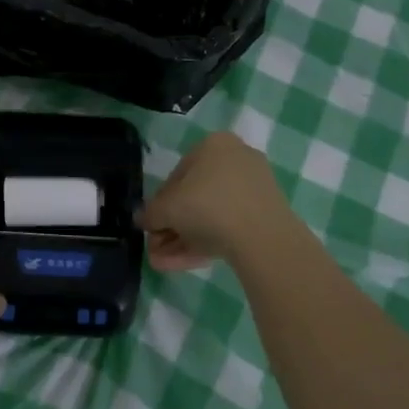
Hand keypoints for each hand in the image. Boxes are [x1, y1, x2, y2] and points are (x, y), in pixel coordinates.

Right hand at [139, 132, 289, 269]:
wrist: (262, 236)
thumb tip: (142, 219)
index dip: (160, 203)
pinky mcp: (266, 214)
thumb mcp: (166, 209)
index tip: (152, 225)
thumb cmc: (207, 206)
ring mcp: (254, 188)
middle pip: (195, 197)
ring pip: (211, 215)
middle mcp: (236, 159)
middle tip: (157, 248)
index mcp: (213, 145)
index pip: (177, 175)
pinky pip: (229, 225)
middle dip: (172, 226)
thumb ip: (150, 213)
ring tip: (164, 263)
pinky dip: (206, 242)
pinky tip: (184, 263)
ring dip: (183, 239)